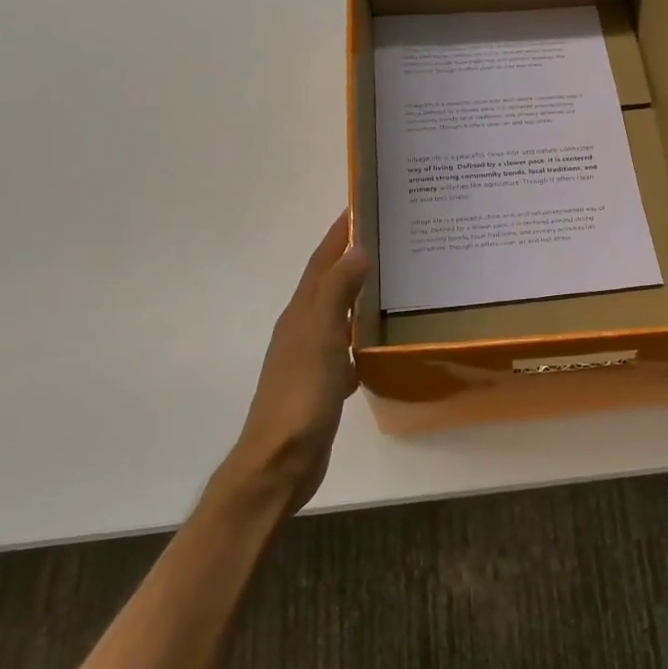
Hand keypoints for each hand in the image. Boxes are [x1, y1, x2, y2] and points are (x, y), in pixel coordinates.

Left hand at [224, 213, 368, 512]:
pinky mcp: (320, 386)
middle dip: (349, 259)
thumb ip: (337, 293)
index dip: (337, 235)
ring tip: (387, 283)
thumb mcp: (320, 338)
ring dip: (356, 297)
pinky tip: (375, 343)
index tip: (360, 207)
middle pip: (327, 285)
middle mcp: (301, 330)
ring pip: (336, 316)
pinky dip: (358, 338)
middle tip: (385, 240)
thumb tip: (356, 248)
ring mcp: (309, 360)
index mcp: (300, 315)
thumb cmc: (301, 396)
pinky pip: (343, 350)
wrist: (280, 461)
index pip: (320, 263)